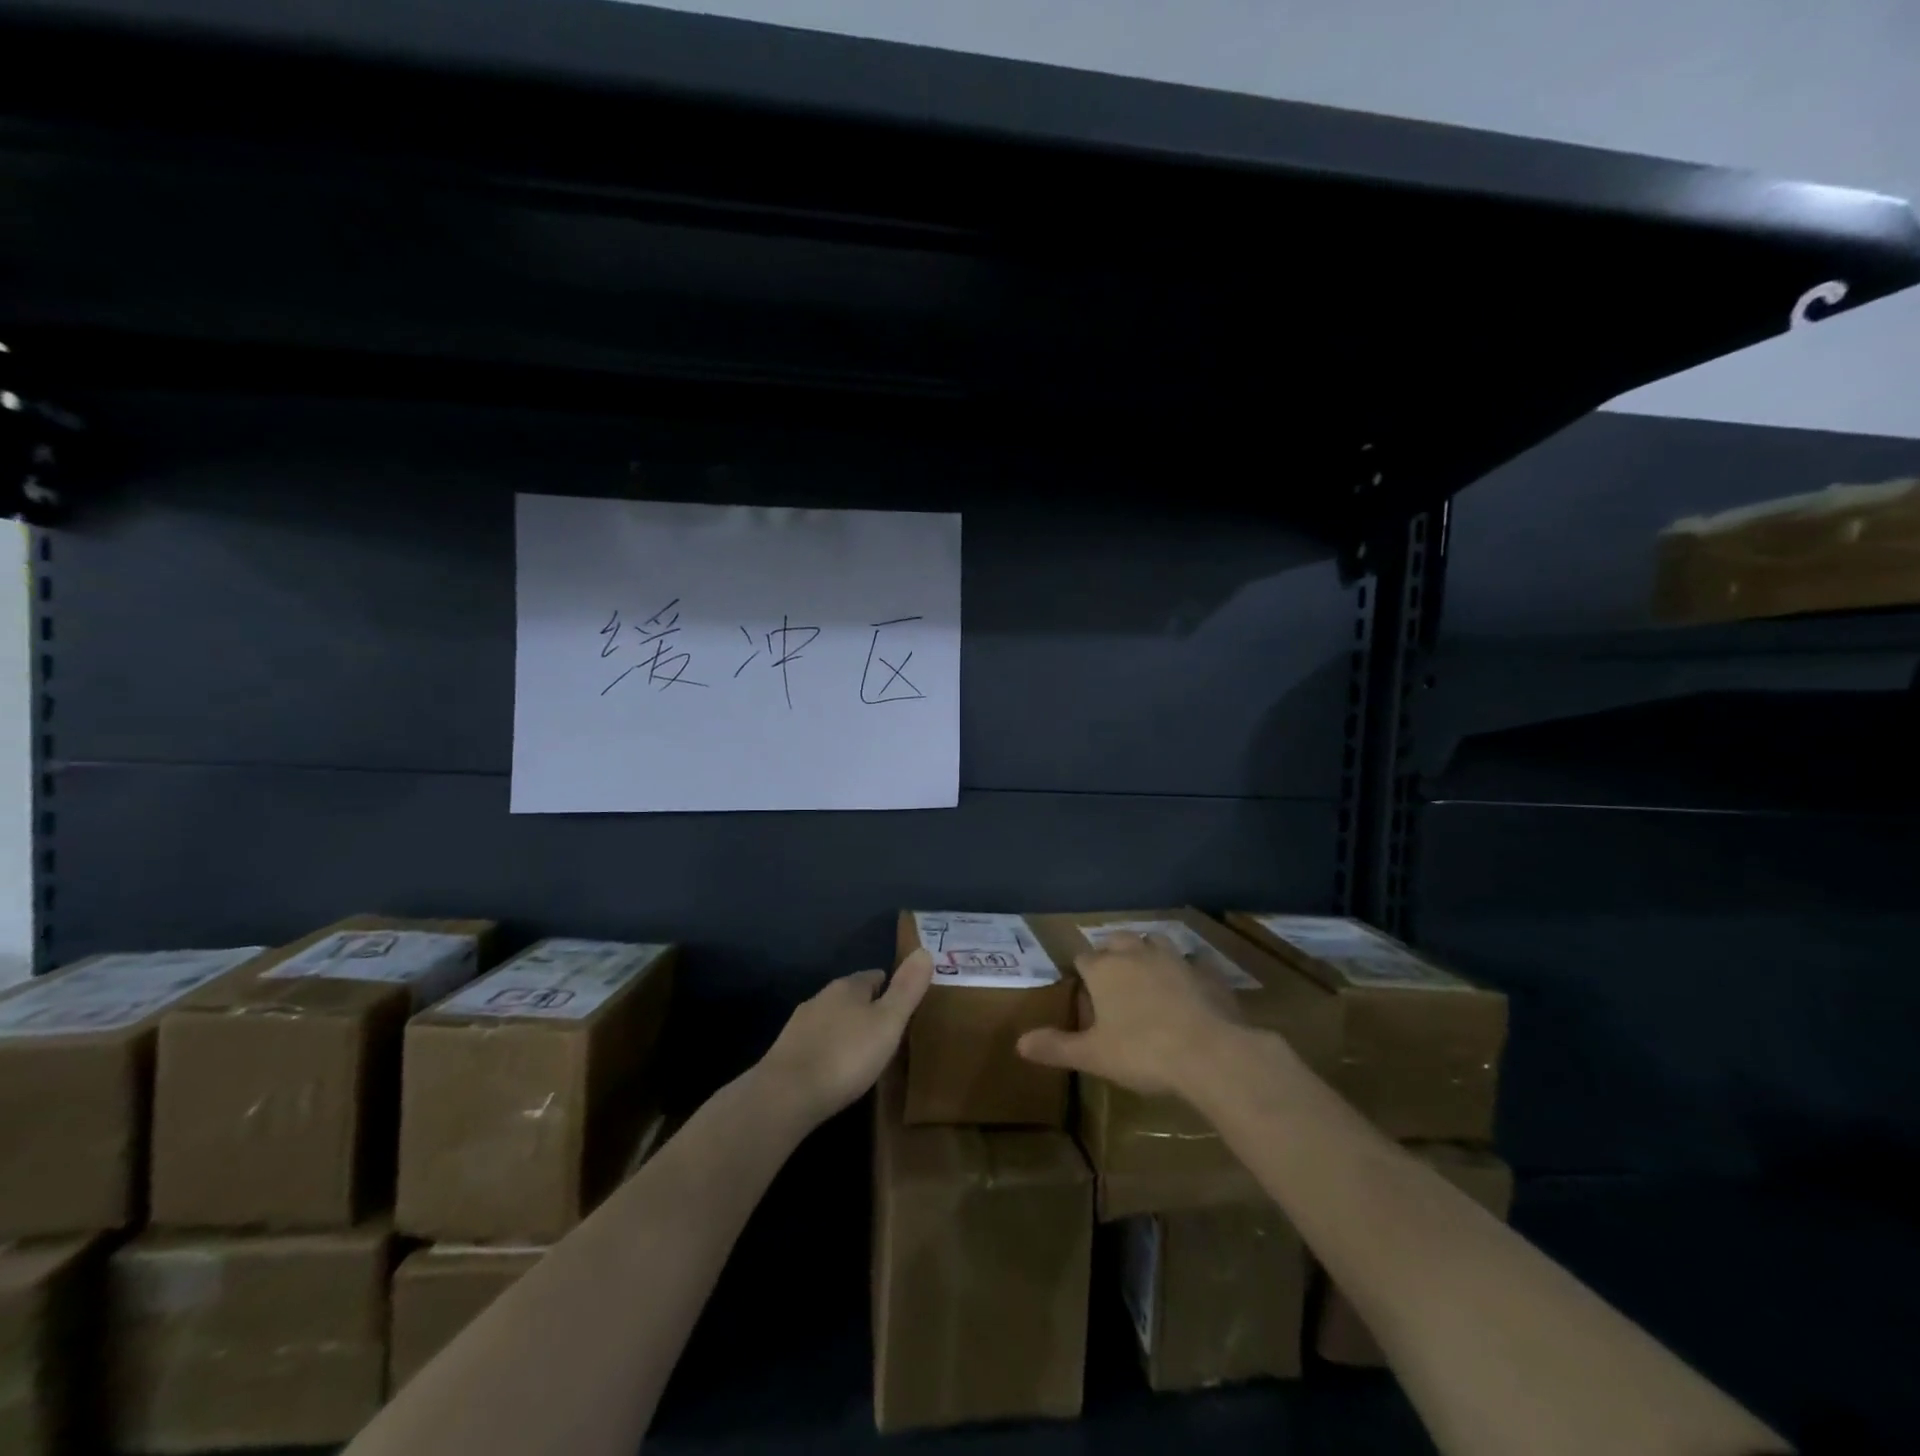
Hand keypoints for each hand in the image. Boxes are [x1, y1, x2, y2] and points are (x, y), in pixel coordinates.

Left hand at [758, 950, 933, 1126]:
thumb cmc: (846, 1056)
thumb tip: (925, 950)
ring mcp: (800, 1024)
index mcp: (848, 986)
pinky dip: (829, 1050)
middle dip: (868, 1009)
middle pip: (851, 996)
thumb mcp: (888, 1022)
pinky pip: (816, 1042)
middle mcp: (822, 997)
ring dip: (847, 1030)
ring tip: (864, 1052)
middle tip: (888, 1031)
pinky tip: (835, 1070)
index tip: (903, 1005)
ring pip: (832, 1019)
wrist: (786, 1095)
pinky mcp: (786, 1052)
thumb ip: (907, 989)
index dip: (891, 988)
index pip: (874, 976)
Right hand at [1016, 931, 1242, 1097]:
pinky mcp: (1207, 972)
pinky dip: (1188, 969)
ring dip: (1149, 951)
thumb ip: (1057, 1047)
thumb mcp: (1093, 1056)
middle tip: (1113, 976)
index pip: (1083, 959)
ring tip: (1148, 972)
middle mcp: (1137, 953)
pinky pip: (1194, 962)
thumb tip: (1020, 1043)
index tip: (1083, 988)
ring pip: (1155, 941)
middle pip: (1118, 940)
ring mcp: (1175, 959)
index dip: (1082, 972)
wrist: (1209, 1052)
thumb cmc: (1142, 1052)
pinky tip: (1190, 985)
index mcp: (1104, 969)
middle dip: (1112, 952)